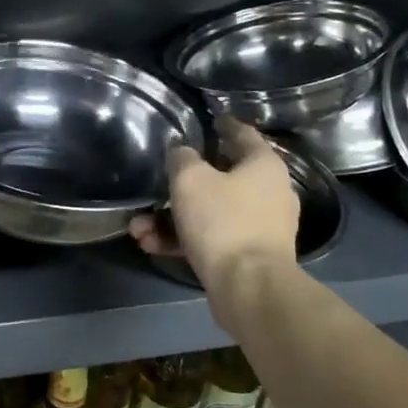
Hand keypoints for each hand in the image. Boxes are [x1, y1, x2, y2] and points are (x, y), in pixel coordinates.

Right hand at [129, 117, 297, 294]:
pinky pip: (212, 239)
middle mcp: (269, 192)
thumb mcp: (191, 180)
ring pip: (210, 212)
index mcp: (264, 165)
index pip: (242, 133)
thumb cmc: (223, 221)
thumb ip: (182, 158)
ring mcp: (260, 227)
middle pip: (220, 177)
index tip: (207, 118)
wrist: (250, 289)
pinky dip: (184, 240)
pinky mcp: (248, 256)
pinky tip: (151, 245)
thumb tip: (182, 152)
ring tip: (138, 229)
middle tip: (155, 184)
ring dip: (172, 218)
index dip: (222, 124)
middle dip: (180, 185)